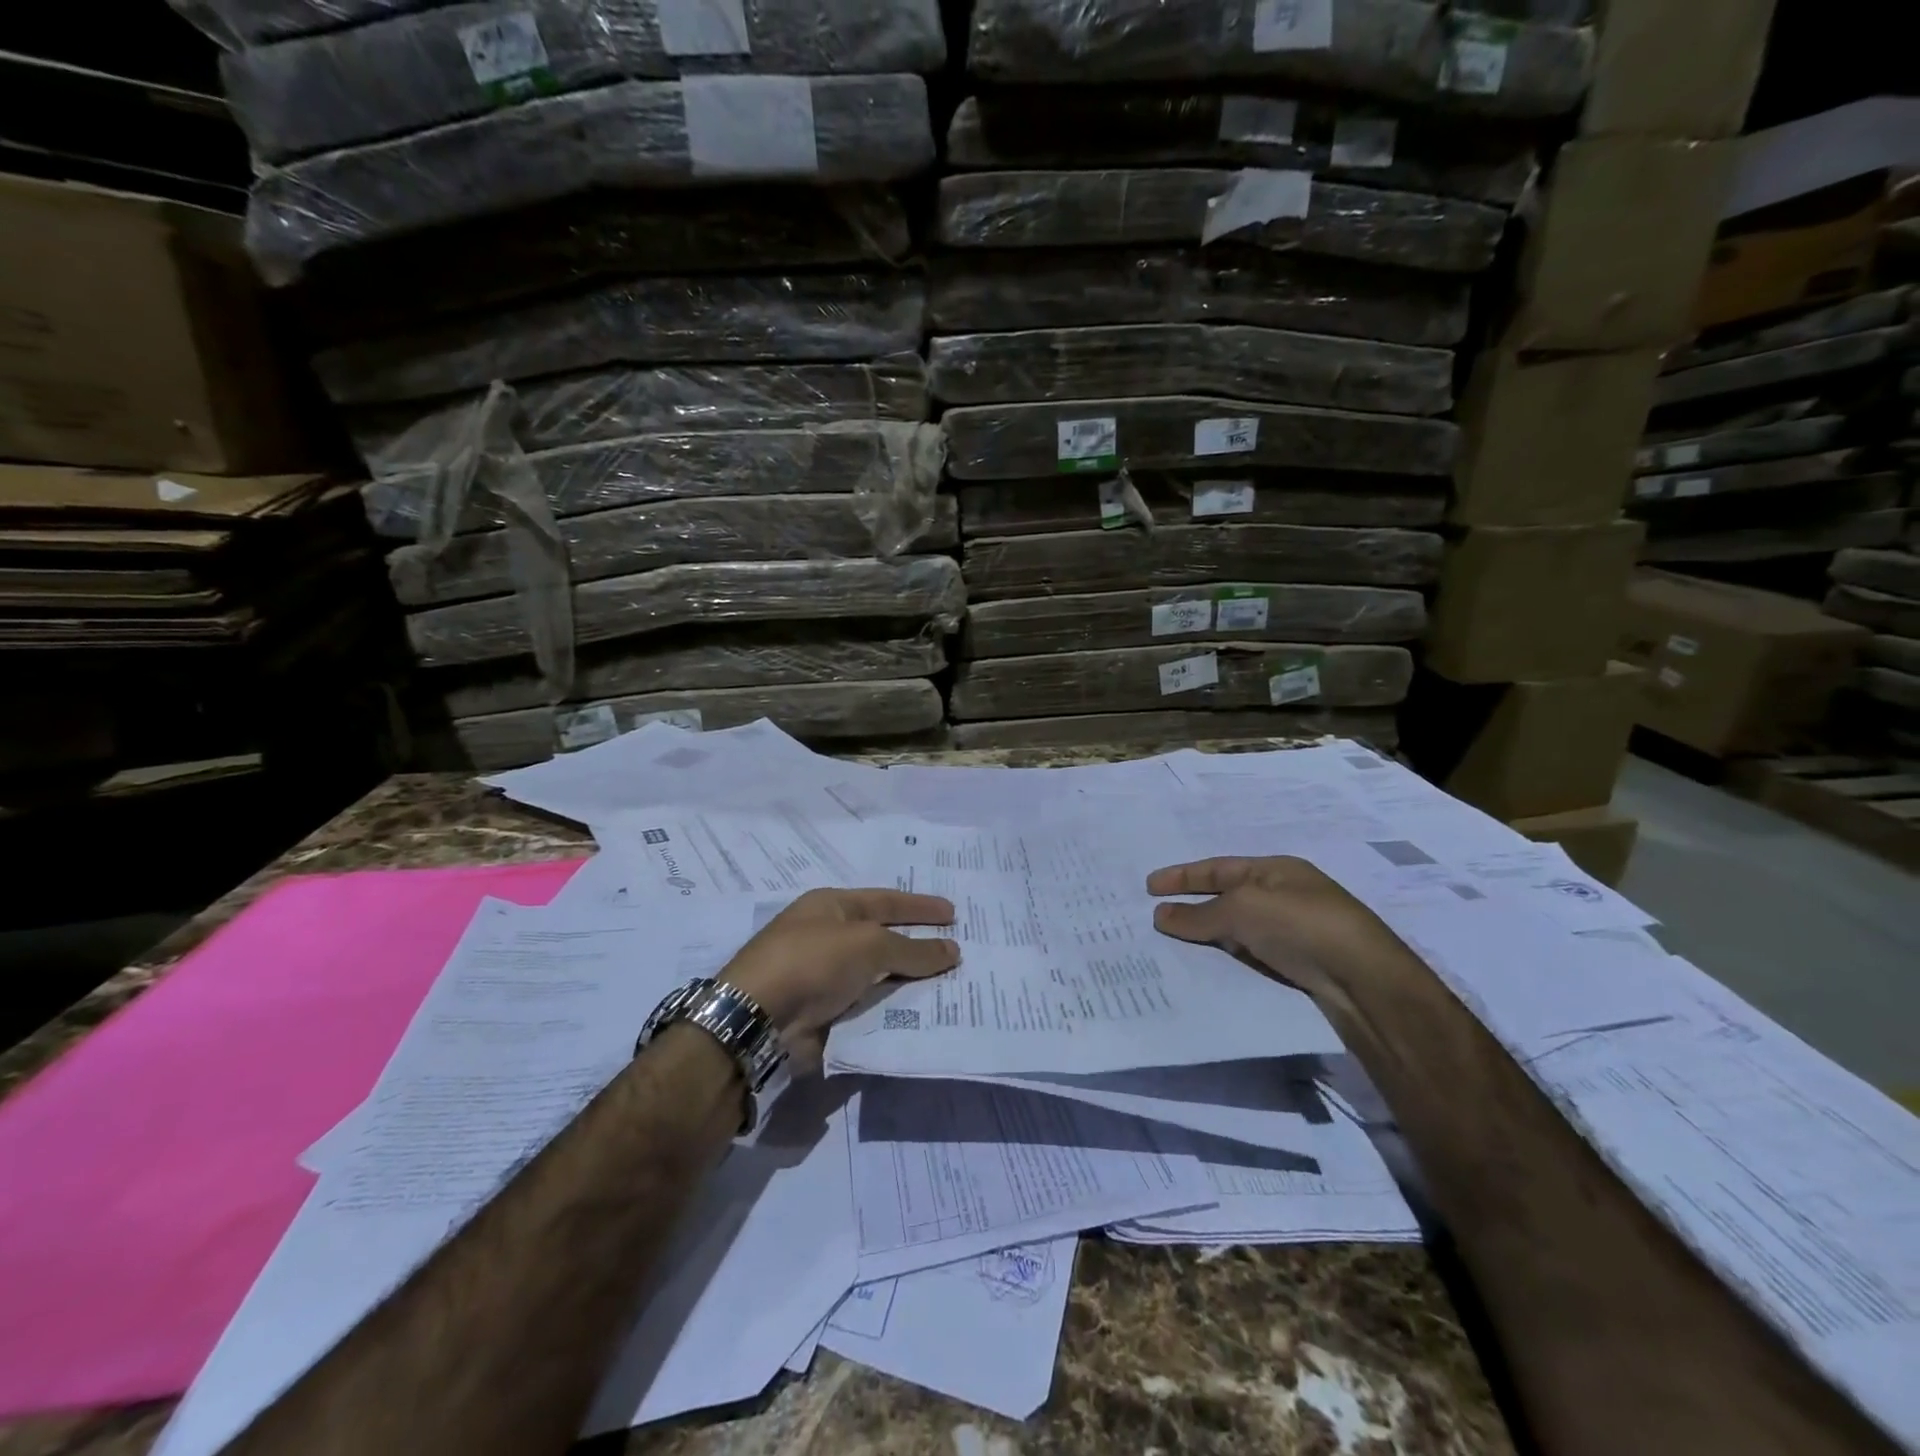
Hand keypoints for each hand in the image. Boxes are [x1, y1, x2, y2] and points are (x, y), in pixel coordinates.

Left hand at [718, 888, 958, 1067]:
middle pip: (883, 938)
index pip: (885, 900)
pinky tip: (922, 1014)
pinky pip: (869, 1006)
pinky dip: (893, 1009)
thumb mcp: (868, 944)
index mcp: (831, 906)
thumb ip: (913, 948)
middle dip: (918, 945)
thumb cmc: (813, 961)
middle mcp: (827, 937)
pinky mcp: (824, 1013)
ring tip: (951, 985)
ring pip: (878, 975)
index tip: (953, 914)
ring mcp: (824, 976)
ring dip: (909, 980)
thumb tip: (952, 950)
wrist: (758, 1019)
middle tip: (959, 950)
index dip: (920, 906)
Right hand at [1146, 856, 1399, 998]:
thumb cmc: (1301, 926)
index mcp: (1275, 870)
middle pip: (1227, 896)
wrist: (1364, 982)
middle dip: (1192, 904)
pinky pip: (1250, 953)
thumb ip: (1200, 914)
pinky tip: (1210, 966)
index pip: (1218, 868)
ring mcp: (1294, 931)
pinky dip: (1228, 955)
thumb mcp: (1243, 909)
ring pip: (1237, 928)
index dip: (1182, 876)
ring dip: (1208, 934)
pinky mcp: (1299, 964)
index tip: (1149, 887)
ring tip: (1173, 943)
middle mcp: (1284, 895)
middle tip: (1154, 916)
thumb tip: (1159, 915)